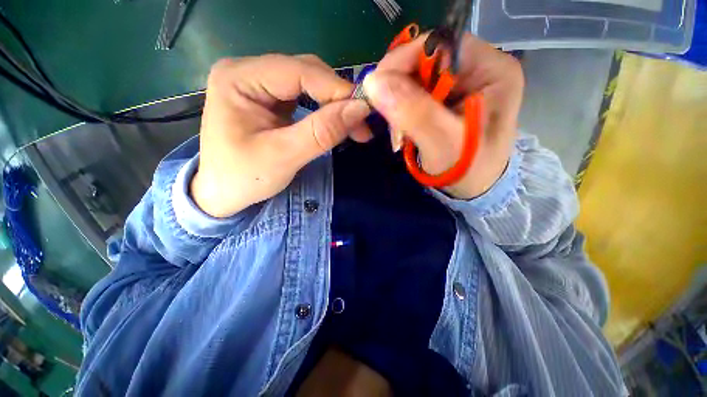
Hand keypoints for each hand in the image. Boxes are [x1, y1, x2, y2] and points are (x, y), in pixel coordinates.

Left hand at [192, 55, 371, 216]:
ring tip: (355, 126)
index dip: (336, 88)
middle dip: (338, 98)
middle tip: (362, 123)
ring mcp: (259, 85)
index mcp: (238, 78)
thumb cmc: (243, 178)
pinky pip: (305, 97)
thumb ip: (321, 132)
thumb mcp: (283, 156)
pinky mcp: (270, 101)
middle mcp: (247, 72)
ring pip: (309, 84)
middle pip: (305, 73)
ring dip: (335, 104)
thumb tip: (360, 109)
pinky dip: (325, 110)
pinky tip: (337, 123)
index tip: (365, 109)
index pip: (297, 71)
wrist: (223, 194)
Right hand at [363, 33, 523, 198]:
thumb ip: (414, 113)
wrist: (474, 188)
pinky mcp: (445, 99)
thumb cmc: (469, 171)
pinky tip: (402, 130)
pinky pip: (414, 94)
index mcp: (492, 70)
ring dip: (397, 103)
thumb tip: (374, 82)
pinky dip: (401, 111)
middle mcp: (478, 69)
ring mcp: (460, 84)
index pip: (441, 44)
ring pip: (415, 79)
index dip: (405, 60)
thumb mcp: (443, 145)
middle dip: (398, 88)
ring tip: (398, 133)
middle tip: (386, 117)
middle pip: (425, 60)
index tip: (377, 86)